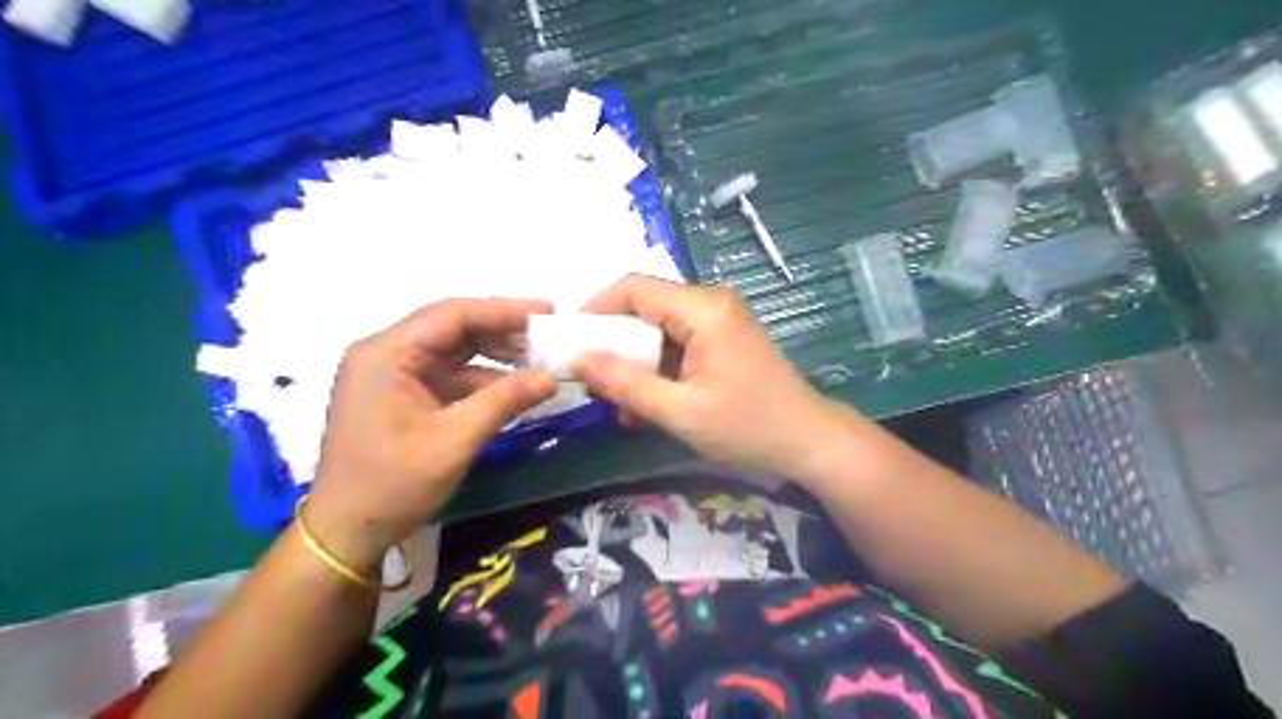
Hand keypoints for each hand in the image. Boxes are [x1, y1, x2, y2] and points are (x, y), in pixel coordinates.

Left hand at [305, 298, 559, 573]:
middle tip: (548, 336)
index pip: (453, 314)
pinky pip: (450, 376)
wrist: (347, 533)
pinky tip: (514, 388)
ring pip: (455, 351)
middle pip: (453, 328)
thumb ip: (504, 401)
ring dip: (496, 355)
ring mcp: (394, 375)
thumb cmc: (393, 484)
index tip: (548, 312)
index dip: (504, 309)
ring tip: (539, 360)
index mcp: (386, 354)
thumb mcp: (454, 440)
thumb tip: (550, 378)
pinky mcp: (404, 396)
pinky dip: (483, 380)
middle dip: (503, 330)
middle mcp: (387, 354)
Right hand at [574, 277, 853, 485]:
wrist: (809, 442)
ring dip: (636, 363)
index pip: (634, 287)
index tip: (572, 340)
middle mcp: (711, 304)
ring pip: (659, 330)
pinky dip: (658, 370)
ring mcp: (719, 322)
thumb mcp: (680, 412)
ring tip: (619, 404)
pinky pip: (678, 345)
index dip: (597, 308)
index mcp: (703, 310)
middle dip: (615, 343)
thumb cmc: (748, 427)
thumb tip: (579, 360)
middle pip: (646, 307)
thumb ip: (626, 385)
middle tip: (593, 381)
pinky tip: (647, 405)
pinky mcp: (723, 341)